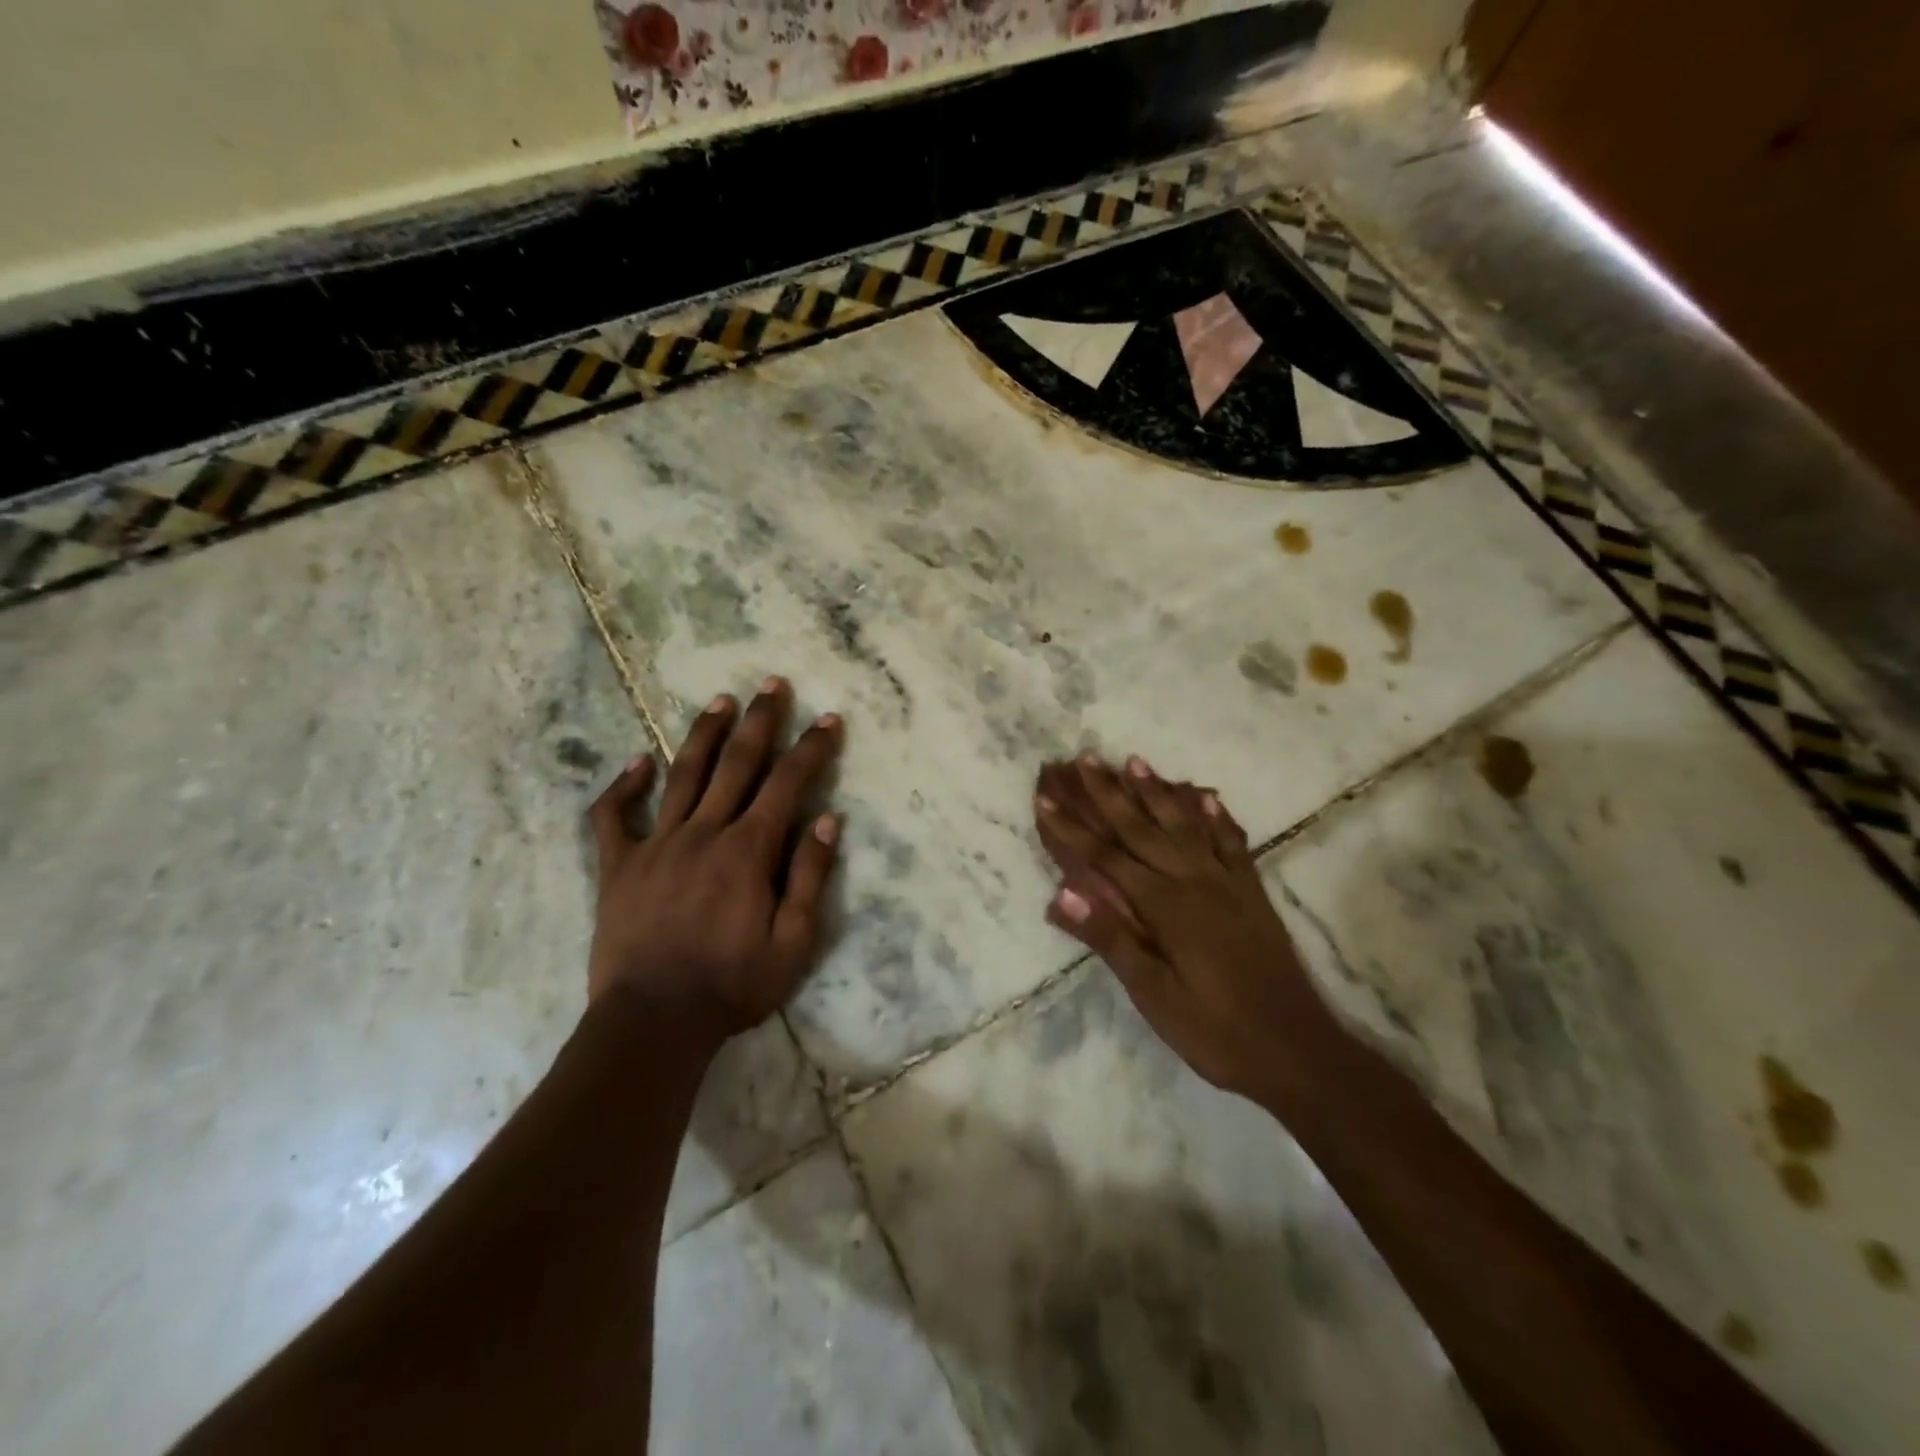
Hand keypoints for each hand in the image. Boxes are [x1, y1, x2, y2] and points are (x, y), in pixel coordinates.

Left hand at [587, 677, 842, 1043]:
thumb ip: (809, 876)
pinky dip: (623, 786)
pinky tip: (637, 762)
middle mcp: (704, 833)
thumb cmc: (731, 986)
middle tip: (773, 684)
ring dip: (704, 735)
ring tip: (721, 701)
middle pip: (737, 764)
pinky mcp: (618, 866)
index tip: (828, 720)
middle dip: (760, 721)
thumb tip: (828, 819)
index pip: (787, 784)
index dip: (812, 749)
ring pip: (683, 775)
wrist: (652, 1023)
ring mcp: (657, 845)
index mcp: (748, 851)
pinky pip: (614, 817)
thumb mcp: (793, 942)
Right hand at [1033, 754, 1340, 1104]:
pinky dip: (1217, 817)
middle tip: (1085, 758)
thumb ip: (1110, 939)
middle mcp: (1194, 881)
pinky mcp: (1252, 893)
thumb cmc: (1214, 1030)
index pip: (1105, 857)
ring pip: (1184, 825)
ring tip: (1135, 761)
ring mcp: (1227, 883)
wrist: (1297, 1051)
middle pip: (1142, 828)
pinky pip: (1232, 842)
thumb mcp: (1153, 995)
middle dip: (1109, 793)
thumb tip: (1062, 893)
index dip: (1072, 827)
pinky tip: (1207, 797)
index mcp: (1164, 906)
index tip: (1045, 797)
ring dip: (1157, 792)